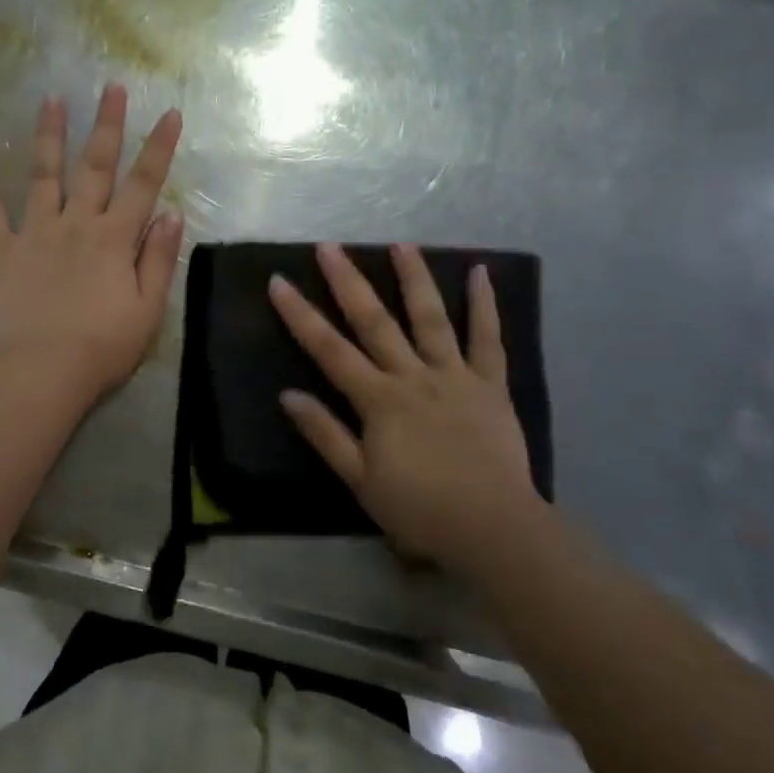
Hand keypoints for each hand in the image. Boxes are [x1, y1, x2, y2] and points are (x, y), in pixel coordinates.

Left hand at [0, 84, 184, 399]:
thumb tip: (171, 213)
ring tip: (51, 98)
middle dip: (106, 124)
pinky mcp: (1, 250)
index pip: (144, 183)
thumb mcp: (148, 309)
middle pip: (95, 166)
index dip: (158, 147)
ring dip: (49, 135)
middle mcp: (77, 223)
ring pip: (44, 174)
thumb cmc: (103, 347)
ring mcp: (35, 232)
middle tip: (109, 86)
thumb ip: (159, 259)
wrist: (43, 372)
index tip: (169, 112)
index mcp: (115, 238)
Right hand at [268, 242, 539, 564]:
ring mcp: (455, 375)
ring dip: (414, 278)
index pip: (329, 349)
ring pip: (431, 318)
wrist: (494, 529)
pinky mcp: (491, 384)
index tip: (279, 281)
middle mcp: (413, 376)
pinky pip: (488, 339)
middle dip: (348, 281)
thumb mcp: (360, 480)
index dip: (300, 314)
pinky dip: (485, 305)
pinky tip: (481, 273)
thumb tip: (287, 394)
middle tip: (330, 246)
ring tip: (401, 244)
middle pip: (375, 321)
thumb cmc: (420, 509)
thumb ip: (325, 434)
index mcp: (379, 400)